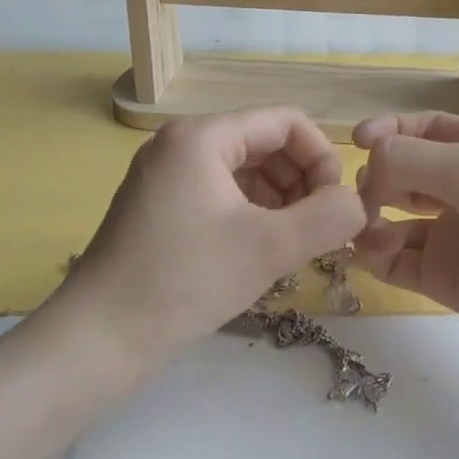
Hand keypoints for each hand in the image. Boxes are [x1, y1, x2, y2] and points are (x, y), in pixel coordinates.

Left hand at [59, 108, 366, 364]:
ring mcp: (165, 175)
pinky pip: (220, 194)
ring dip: (280, 201)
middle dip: (301, 182)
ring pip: (244, 171)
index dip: (322, 158)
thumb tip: (357, 203)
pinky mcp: (159, 206)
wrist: (101, 336)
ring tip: (293, 245)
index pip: (285, 122)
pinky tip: (261, 251)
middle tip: (317, 231)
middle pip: (264, 143)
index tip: (335, 206)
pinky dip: (251, 214)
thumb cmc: (186, 282)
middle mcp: (180, 144)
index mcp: (202, 136)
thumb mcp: (270, 248)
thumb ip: (329, 217)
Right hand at [352, 113, 458, 367]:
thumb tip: (365, 165)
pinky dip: (374, 254)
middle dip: (374, 178)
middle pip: (399, 174)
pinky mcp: (444, 279)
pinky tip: (370, 250)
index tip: (358, 141)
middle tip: (364, 192)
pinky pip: (395, 262)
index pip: (421, 130)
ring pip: (390, 220)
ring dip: (368, 217)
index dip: (388, 132)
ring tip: (362, 223)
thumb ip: (409, 159)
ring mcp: (450, 235)